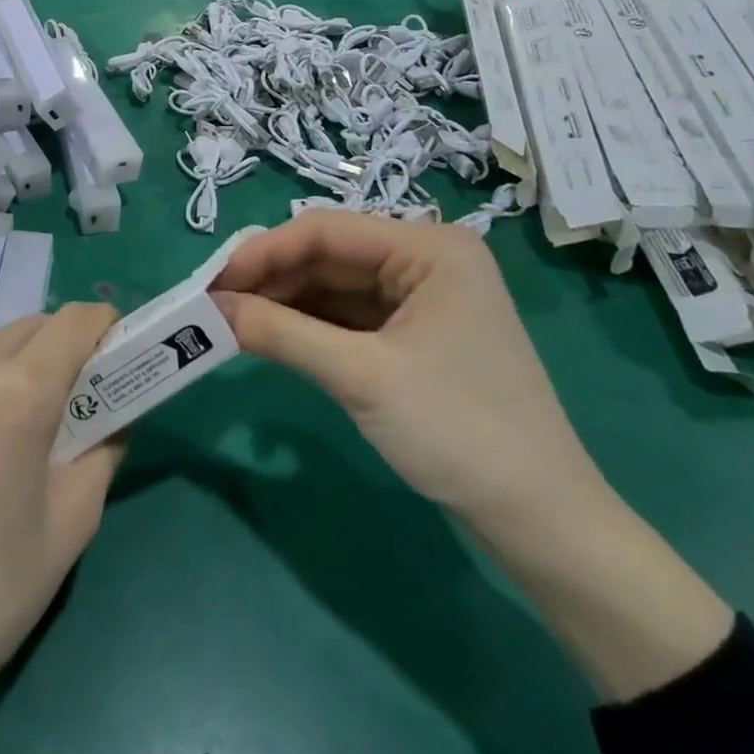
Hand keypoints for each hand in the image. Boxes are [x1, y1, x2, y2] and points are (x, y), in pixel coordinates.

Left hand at [0, 305, 126, 723]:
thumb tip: (115, 411)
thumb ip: (105, 448)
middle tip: (67, 403)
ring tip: (6, 430)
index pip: (75, 321)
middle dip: (61, 350)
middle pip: (31, 328)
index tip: (114, 354)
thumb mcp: (72, 523)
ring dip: (11, 368)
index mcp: (18, 393)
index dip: (104, 328)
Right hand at [212, 212, 602, 530]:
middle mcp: (427, 260)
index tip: (211, 282)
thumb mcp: (361, 376)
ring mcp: (423, 297)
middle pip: (330, 256)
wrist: (543, 523)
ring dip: (285, 302)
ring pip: (335, 286)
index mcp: (430, 247)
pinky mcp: (416, 334)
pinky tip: (273, 336)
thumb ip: (281, 333)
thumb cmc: (459, 431)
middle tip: (213, 305)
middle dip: (271, 279)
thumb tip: (210, 308)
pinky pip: (350, 316)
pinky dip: (309, 326)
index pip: (326, 231)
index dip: (263, 252)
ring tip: (233, 321)